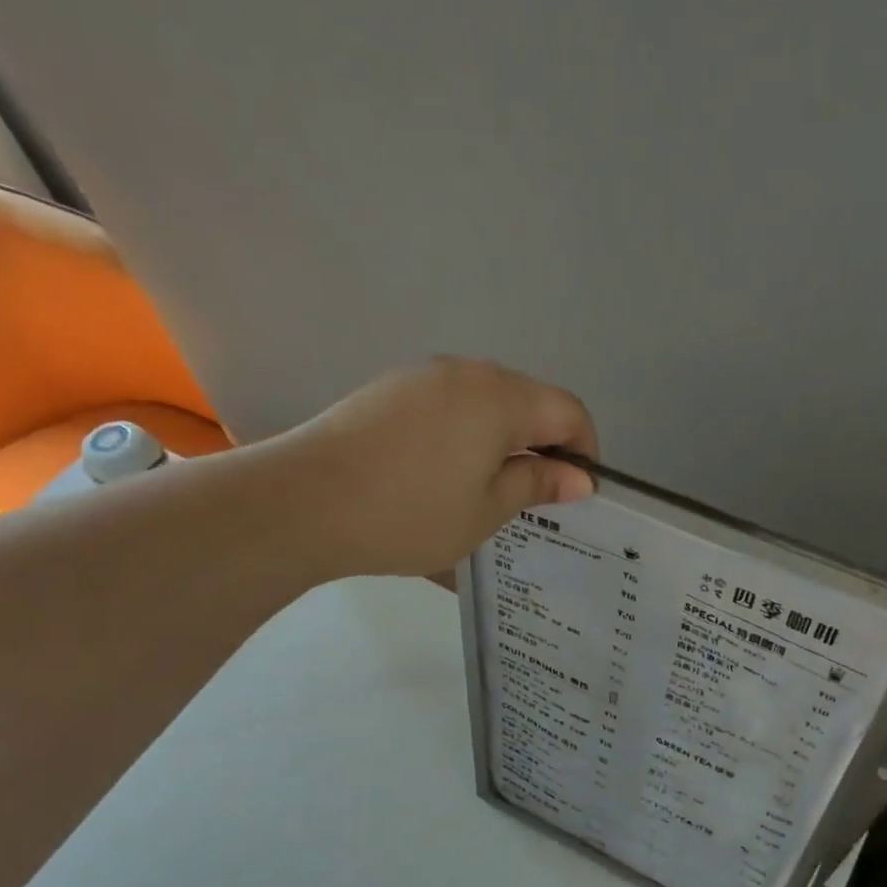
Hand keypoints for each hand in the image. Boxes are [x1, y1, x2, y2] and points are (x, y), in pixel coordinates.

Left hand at [268, 357, 598, 578]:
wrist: (303, 502)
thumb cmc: (410, 514)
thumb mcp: (486, 510)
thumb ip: (537, 484)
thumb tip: (579, 477)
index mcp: (499, 397)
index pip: (568, 411)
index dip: (584, 450)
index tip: (577, 493)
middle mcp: (465, 373)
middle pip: (527, 401)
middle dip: (543, 445)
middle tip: (535, 499)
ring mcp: (421, 378)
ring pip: (485, 404)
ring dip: (501, 441)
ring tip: (486, 492)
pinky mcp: (389, 392)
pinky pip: (447, 407)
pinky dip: (463, 436)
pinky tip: (442, 477)